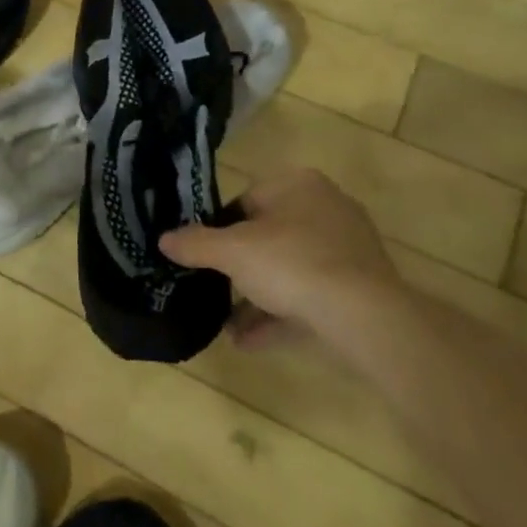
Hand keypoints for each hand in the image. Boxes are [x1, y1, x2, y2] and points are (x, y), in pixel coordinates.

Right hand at [161, 169, 398, 348]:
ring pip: (289, 271)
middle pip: (268, 237)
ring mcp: (347, 251)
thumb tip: (163, 239)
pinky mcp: (360, 289)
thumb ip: (195, 243)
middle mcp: (326, 209)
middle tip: (213, 289)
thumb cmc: (291, 263)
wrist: (363, 316)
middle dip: (239, 269)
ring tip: (226, 325)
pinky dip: (280, 316)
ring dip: (257, 298)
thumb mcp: (231, 251)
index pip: (247, 199)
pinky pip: (309, 298)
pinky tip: (249, 342)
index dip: (219, 228)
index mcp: (298, 185)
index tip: (203, 256)